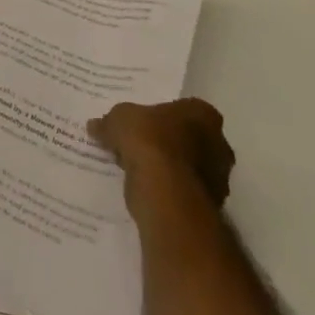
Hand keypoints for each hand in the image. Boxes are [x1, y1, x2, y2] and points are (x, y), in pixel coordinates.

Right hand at [88, 97, 234, 216]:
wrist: (164, 188)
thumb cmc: (148, 139)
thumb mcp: (118, 119)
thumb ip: (109, 122)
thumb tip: (95, 125)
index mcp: (203, 114)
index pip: (184, 110)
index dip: (163, 117)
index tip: (144, 124)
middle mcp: (219, 143)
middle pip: (191, 139)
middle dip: (170, 143)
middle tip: (141, 146)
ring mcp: (219, 177)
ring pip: (190, 167)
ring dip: (170, 169)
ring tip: (139, 170)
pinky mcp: (211, 205)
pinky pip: (185, 191)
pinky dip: (170, 190)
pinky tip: (147, 189)